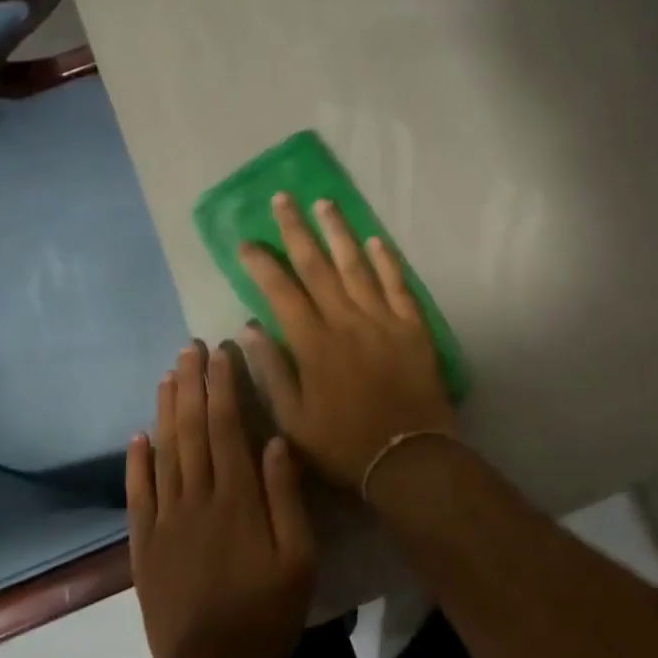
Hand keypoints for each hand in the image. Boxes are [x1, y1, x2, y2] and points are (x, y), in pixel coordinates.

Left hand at [127, 342, 315, 657]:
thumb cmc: (267, 611)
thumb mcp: (299, 556)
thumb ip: (286, 496)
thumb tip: (276, 440)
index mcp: (236, 497)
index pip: (227, 427)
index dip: (222, 386)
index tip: (220, 352)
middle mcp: (196, 498)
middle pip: (192, 429)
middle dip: (192, 385)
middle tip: (189, 348)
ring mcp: (165, 521)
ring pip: (164, 453)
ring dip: (166, 410)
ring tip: (168, 375)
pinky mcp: (144, 546)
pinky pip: (138, 495)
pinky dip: (136, 463)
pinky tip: (137, 436)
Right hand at [236, 193, 456, 490]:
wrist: (408, 457)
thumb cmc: (343, 443)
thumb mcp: (293, 420)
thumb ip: (271, 370)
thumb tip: (248, 327)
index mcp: (313, 344)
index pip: (280, 291)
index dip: (262, 264)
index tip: (246, 242)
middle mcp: (346, 321)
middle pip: (317, 266)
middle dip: (296, 230)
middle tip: (283, 199)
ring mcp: (382, 319)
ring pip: (356, 266)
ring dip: (338, 232)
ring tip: (324, 202)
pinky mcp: (412, 326)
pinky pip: (398, 285)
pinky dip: (387, 261)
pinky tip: (375, 239)